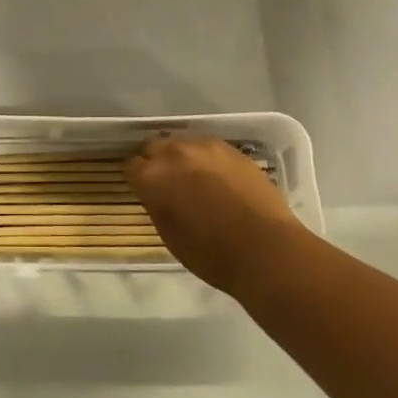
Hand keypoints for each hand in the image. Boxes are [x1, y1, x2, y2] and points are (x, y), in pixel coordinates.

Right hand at [125, 134, 304, 297]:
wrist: (266, 248)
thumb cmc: (211, 253)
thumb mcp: (169, 236)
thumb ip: (157, 205)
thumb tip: (158, 194)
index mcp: (152, 176)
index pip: (131, 167)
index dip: (137, 180)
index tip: (145, 192)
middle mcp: (175, 153)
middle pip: (155, 147)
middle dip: (157, 162)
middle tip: (168, 184)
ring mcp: (206, 147)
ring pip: (183, 143)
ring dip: (183, 158)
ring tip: (195, 179)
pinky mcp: (233, 149)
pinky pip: (210, 148)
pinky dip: (208, 160)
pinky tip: (219, 179)